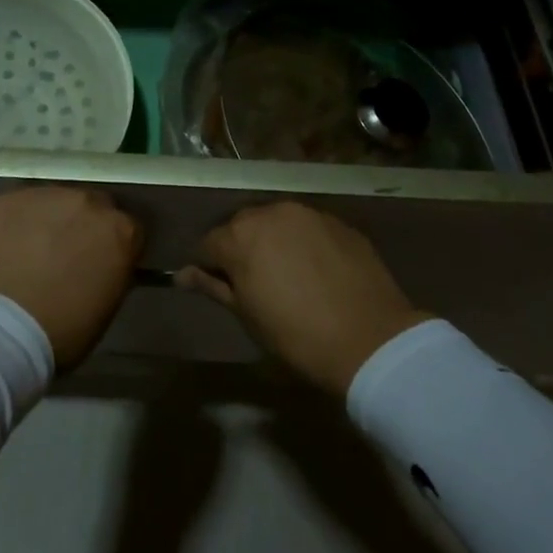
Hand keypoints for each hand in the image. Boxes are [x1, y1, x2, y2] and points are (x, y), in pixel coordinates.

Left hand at [0, 186, 143, 370]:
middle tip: (66, 254)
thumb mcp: (106, 306)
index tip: (101, 263)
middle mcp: (89, 202)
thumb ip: (111, 271)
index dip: (113, 247)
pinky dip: (19, 222)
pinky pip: (21, 206)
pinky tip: (7, 245)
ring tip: (32, 249)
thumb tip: (101, 262)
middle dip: (83, 226)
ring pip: (55, 202)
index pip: (128, 229)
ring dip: (51, 220)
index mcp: (122, 231)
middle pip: (93, 206)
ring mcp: (47, 196)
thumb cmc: (62, 331)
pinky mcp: (9, 198)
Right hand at [178, 202, 429, 396]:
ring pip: (276, 223)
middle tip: (254, 283)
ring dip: (272, 241)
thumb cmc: (296, 335)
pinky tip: (315, 270)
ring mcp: (307, 213)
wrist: (370, 339)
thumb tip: (182, 274)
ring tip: (286, 273)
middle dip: (240, 248)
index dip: (209, 267)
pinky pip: (307, 227)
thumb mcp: (247, 315)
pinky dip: (302, 242)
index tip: (222, 289)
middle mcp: (269, 213)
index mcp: (239, 236)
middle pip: (241, 226)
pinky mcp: (337, 221)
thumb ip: (212, 286)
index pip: (208, 244)